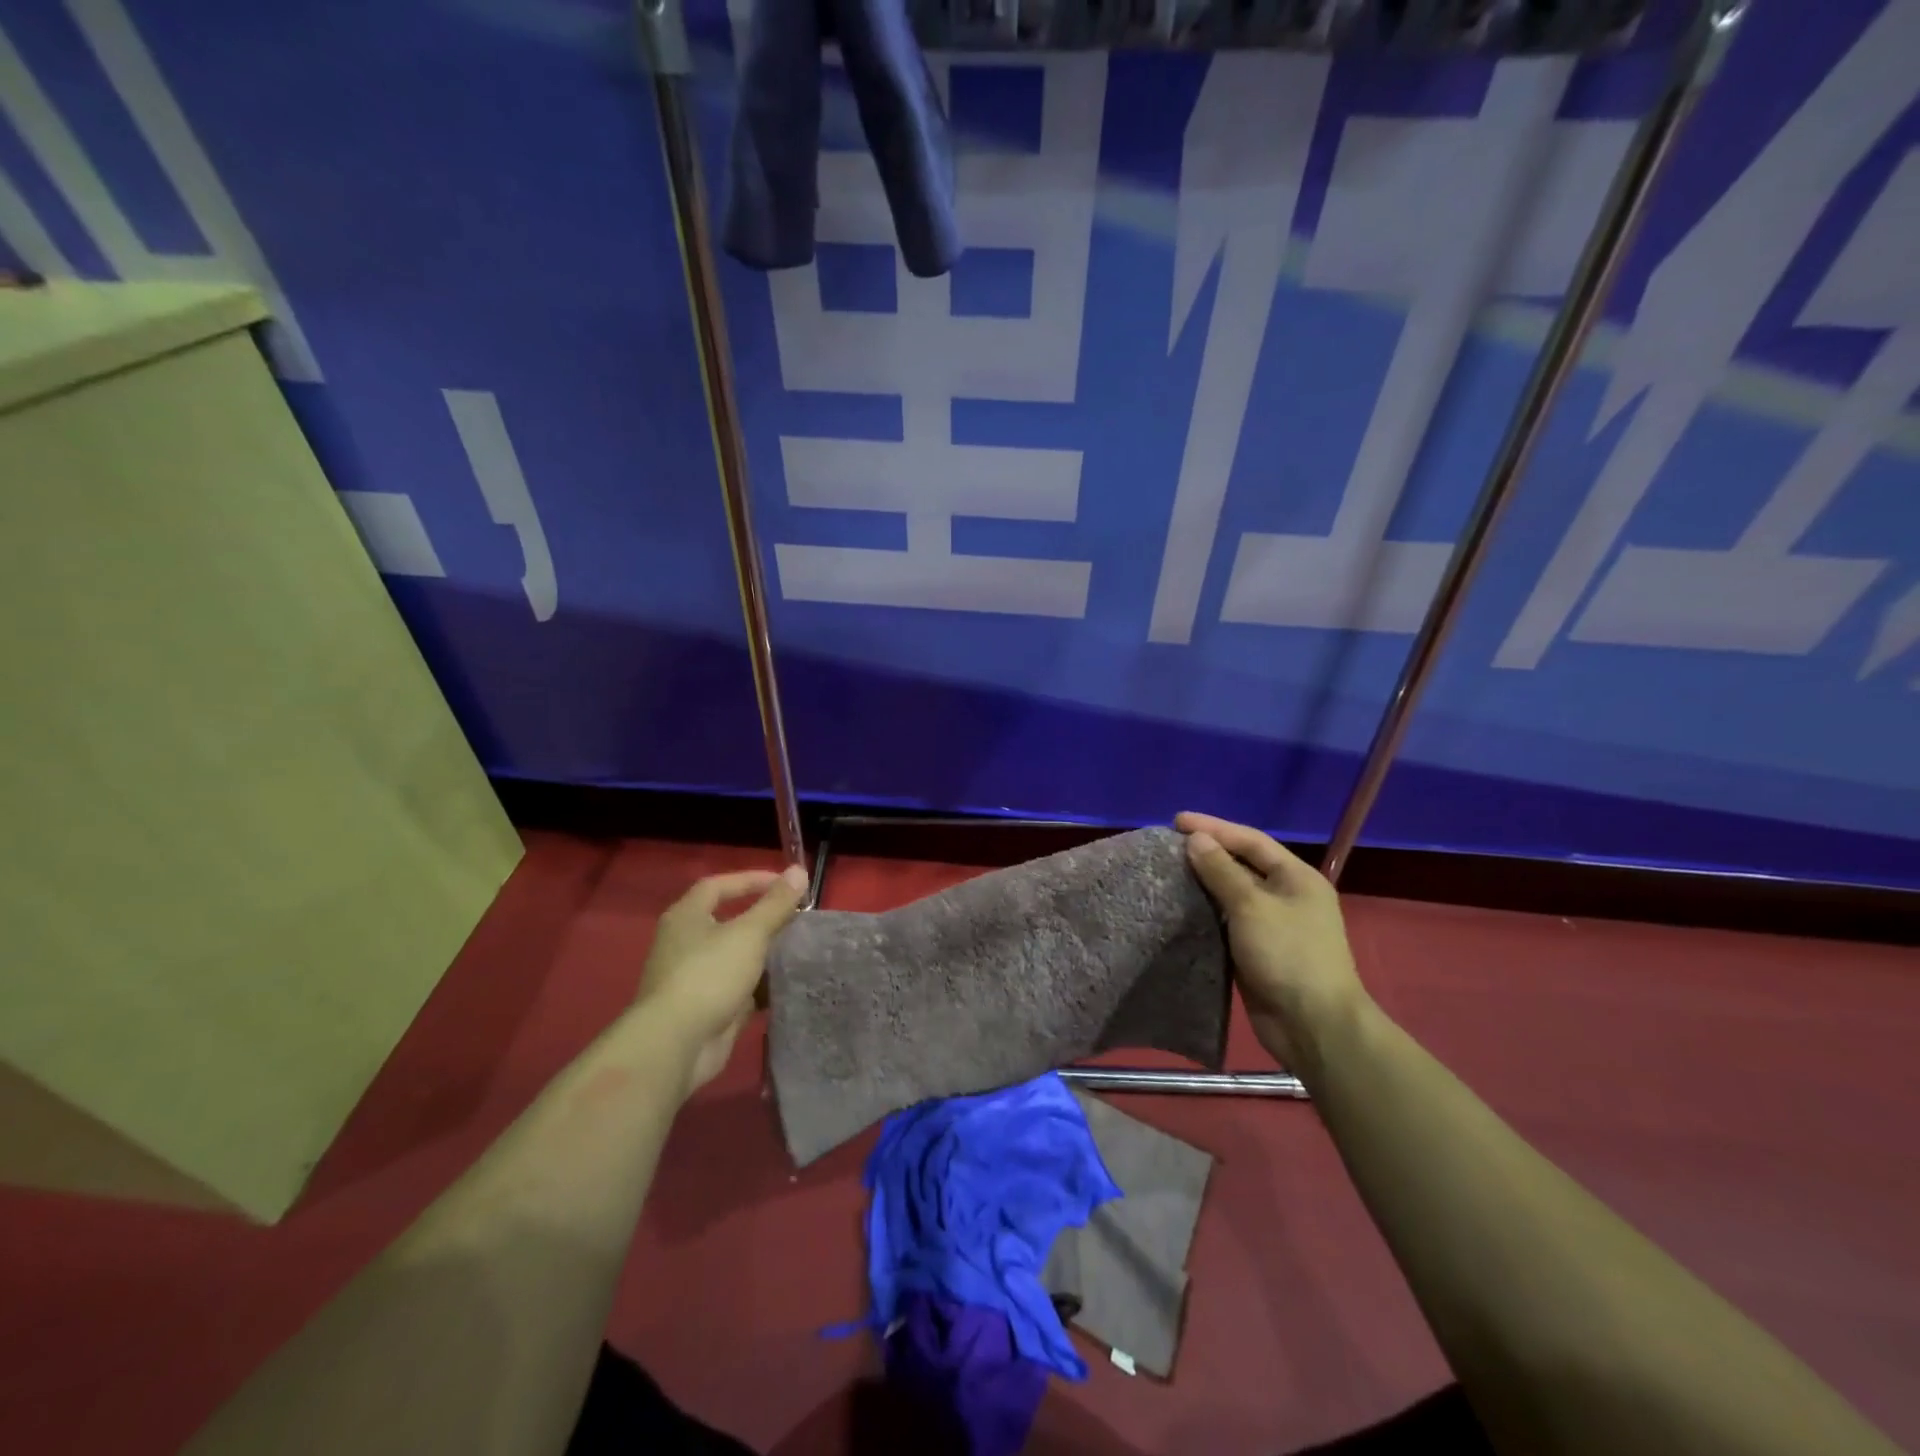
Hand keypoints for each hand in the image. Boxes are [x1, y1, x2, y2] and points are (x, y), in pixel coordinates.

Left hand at [635, 865, 807, 1095]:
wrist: (677, 1044)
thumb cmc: (709, 975)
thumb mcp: (749, 933)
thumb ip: (775, 903)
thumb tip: (799, 870)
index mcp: (686, 917)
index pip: (719, 885)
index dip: (751, 880)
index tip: (785, 884)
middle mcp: (685, 943)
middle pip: (728, 921)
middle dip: (763, 919)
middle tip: (796, 919)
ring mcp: (694, 978)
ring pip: (735, 957)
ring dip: (764, 954)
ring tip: (798, 950)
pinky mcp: (705, 1008)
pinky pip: (738, 989)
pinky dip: (760, 986)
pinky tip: (787, 985)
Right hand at [1175, 812, 1368, 1068]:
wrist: (1312, 1025)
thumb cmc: (1287, 955)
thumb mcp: (1251, 906)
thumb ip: (1222, 870)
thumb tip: (1196, 839)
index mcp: (1296, 877)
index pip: (1250, 840)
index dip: (1214, 827)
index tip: (1176, 821)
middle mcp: (1287, 896)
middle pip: (1242, 864)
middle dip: (1207, 853)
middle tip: (1168, 845)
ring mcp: (1273, 925)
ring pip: (1231, 894)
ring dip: (1202, 882)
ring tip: (1167, 872)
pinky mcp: (1257, 950)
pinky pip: (1226, 921)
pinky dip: (1205, 912)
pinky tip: (1179, 907)